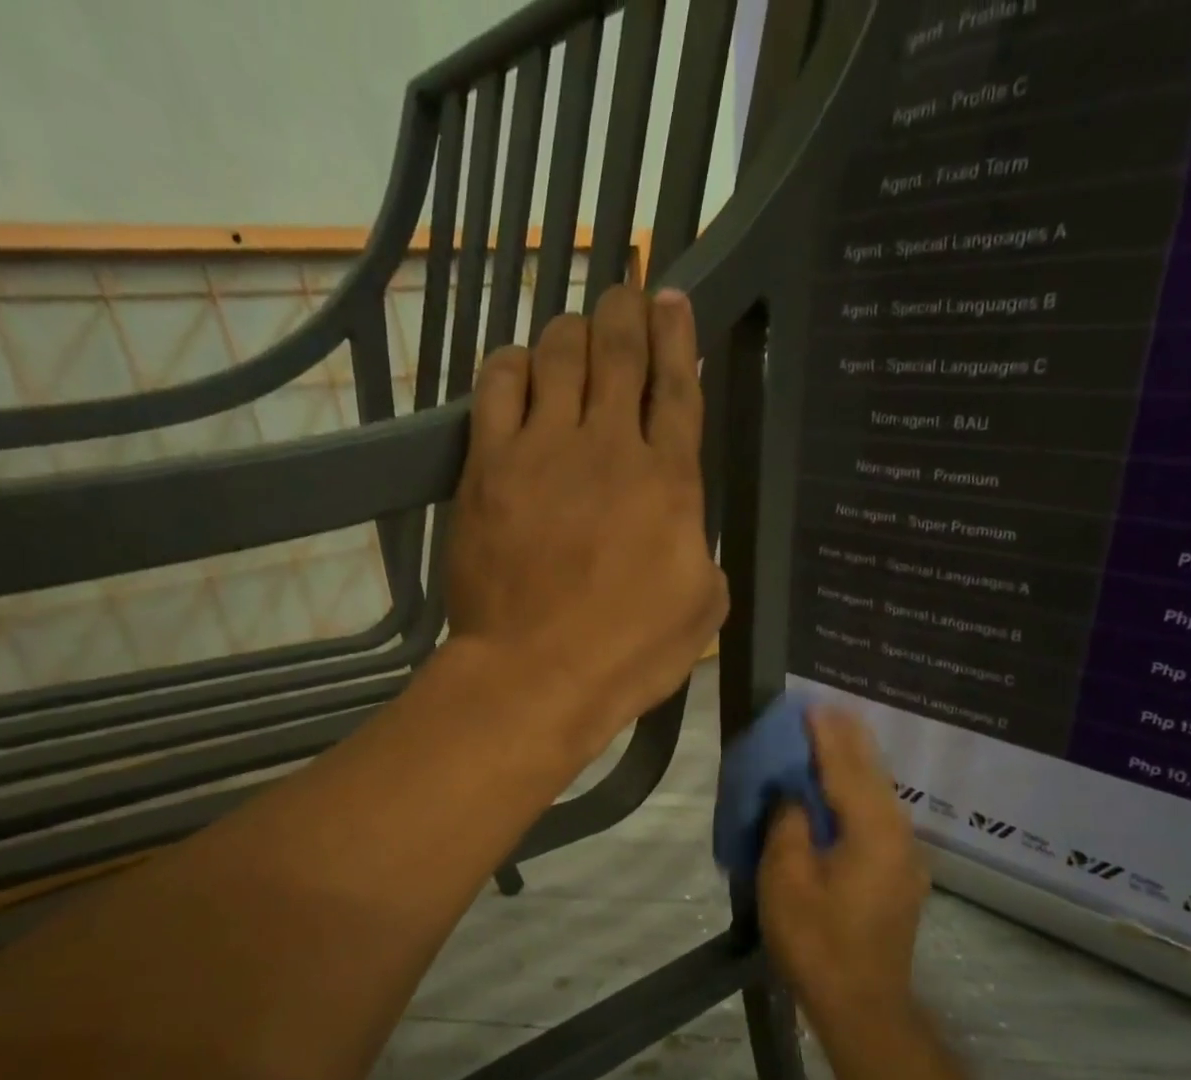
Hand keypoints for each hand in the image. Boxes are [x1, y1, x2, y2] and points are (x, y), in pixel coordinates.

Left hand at [444, 284, 726, 757]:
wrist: (537, 674)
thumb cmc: (629, 653)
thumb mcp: (701, 611)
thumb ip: (700, 552)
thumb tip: (683, 527)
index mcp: (671, 481)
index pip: (678, 388)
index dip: (677, 337)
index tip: (673, 299)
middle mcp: (611, 447)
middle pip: (618, 354)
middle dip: (625, 313)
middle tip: (625, 294)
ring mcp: (544, 451)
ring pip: (558, 356)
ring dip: (571, 332)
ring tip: (575, 330)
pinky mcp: (488, 467)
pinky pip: (498, 389)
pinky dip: (511, 365)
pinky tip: (518, 366)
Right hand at [759, 709, 930, 1022]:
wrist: (863, 1006)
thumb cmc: (817, 942)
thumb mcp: (786, 880)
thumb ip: (789, 825)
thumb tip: (794, 796)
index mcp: (871, 830)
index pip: (846, 767)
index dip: (826, 735)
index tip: (811, 705)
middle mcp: (898, 834)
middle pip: (872, 774)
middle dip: (847, 741)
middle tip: (824, 712)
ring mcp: (905, 857)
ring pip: (880, 796)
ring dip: (855, 767)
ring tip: (833, 742)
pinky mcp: (902, 876)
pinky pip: (880, 819)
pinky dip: (860, 796)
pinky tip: (843, 795)